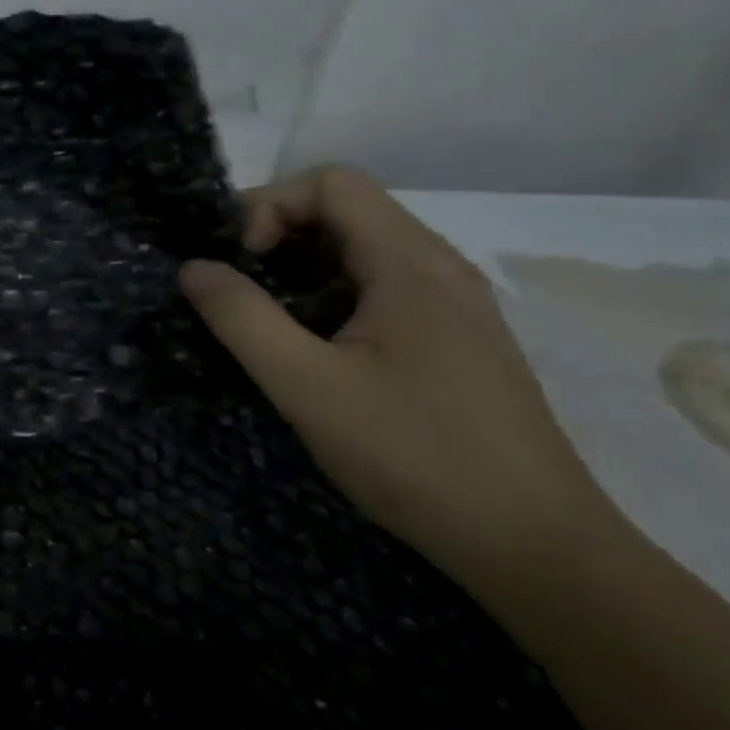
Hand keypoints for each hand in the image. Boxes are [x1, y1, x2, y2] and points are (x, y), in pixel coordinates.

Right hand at [179, 166, 620, 585]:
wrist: (536, 547)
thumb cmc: (414, 456)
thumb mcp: (306, 386)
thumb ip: (242, 318)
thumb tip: (193, 267)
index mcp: (411, 264)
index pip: (331, 183)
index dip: (270, 205)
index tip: (240, 263)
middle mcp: (440, 267)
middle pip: (347, 208)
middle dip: (279, 231)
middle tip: (236, 285)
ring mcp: (454, 304)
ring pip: (364, 248)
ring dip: (303, 264)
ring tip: (266, 315)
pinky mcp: (456, 339)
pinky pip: (383, 285)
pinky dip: (333, 292)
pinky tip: (315, 344)